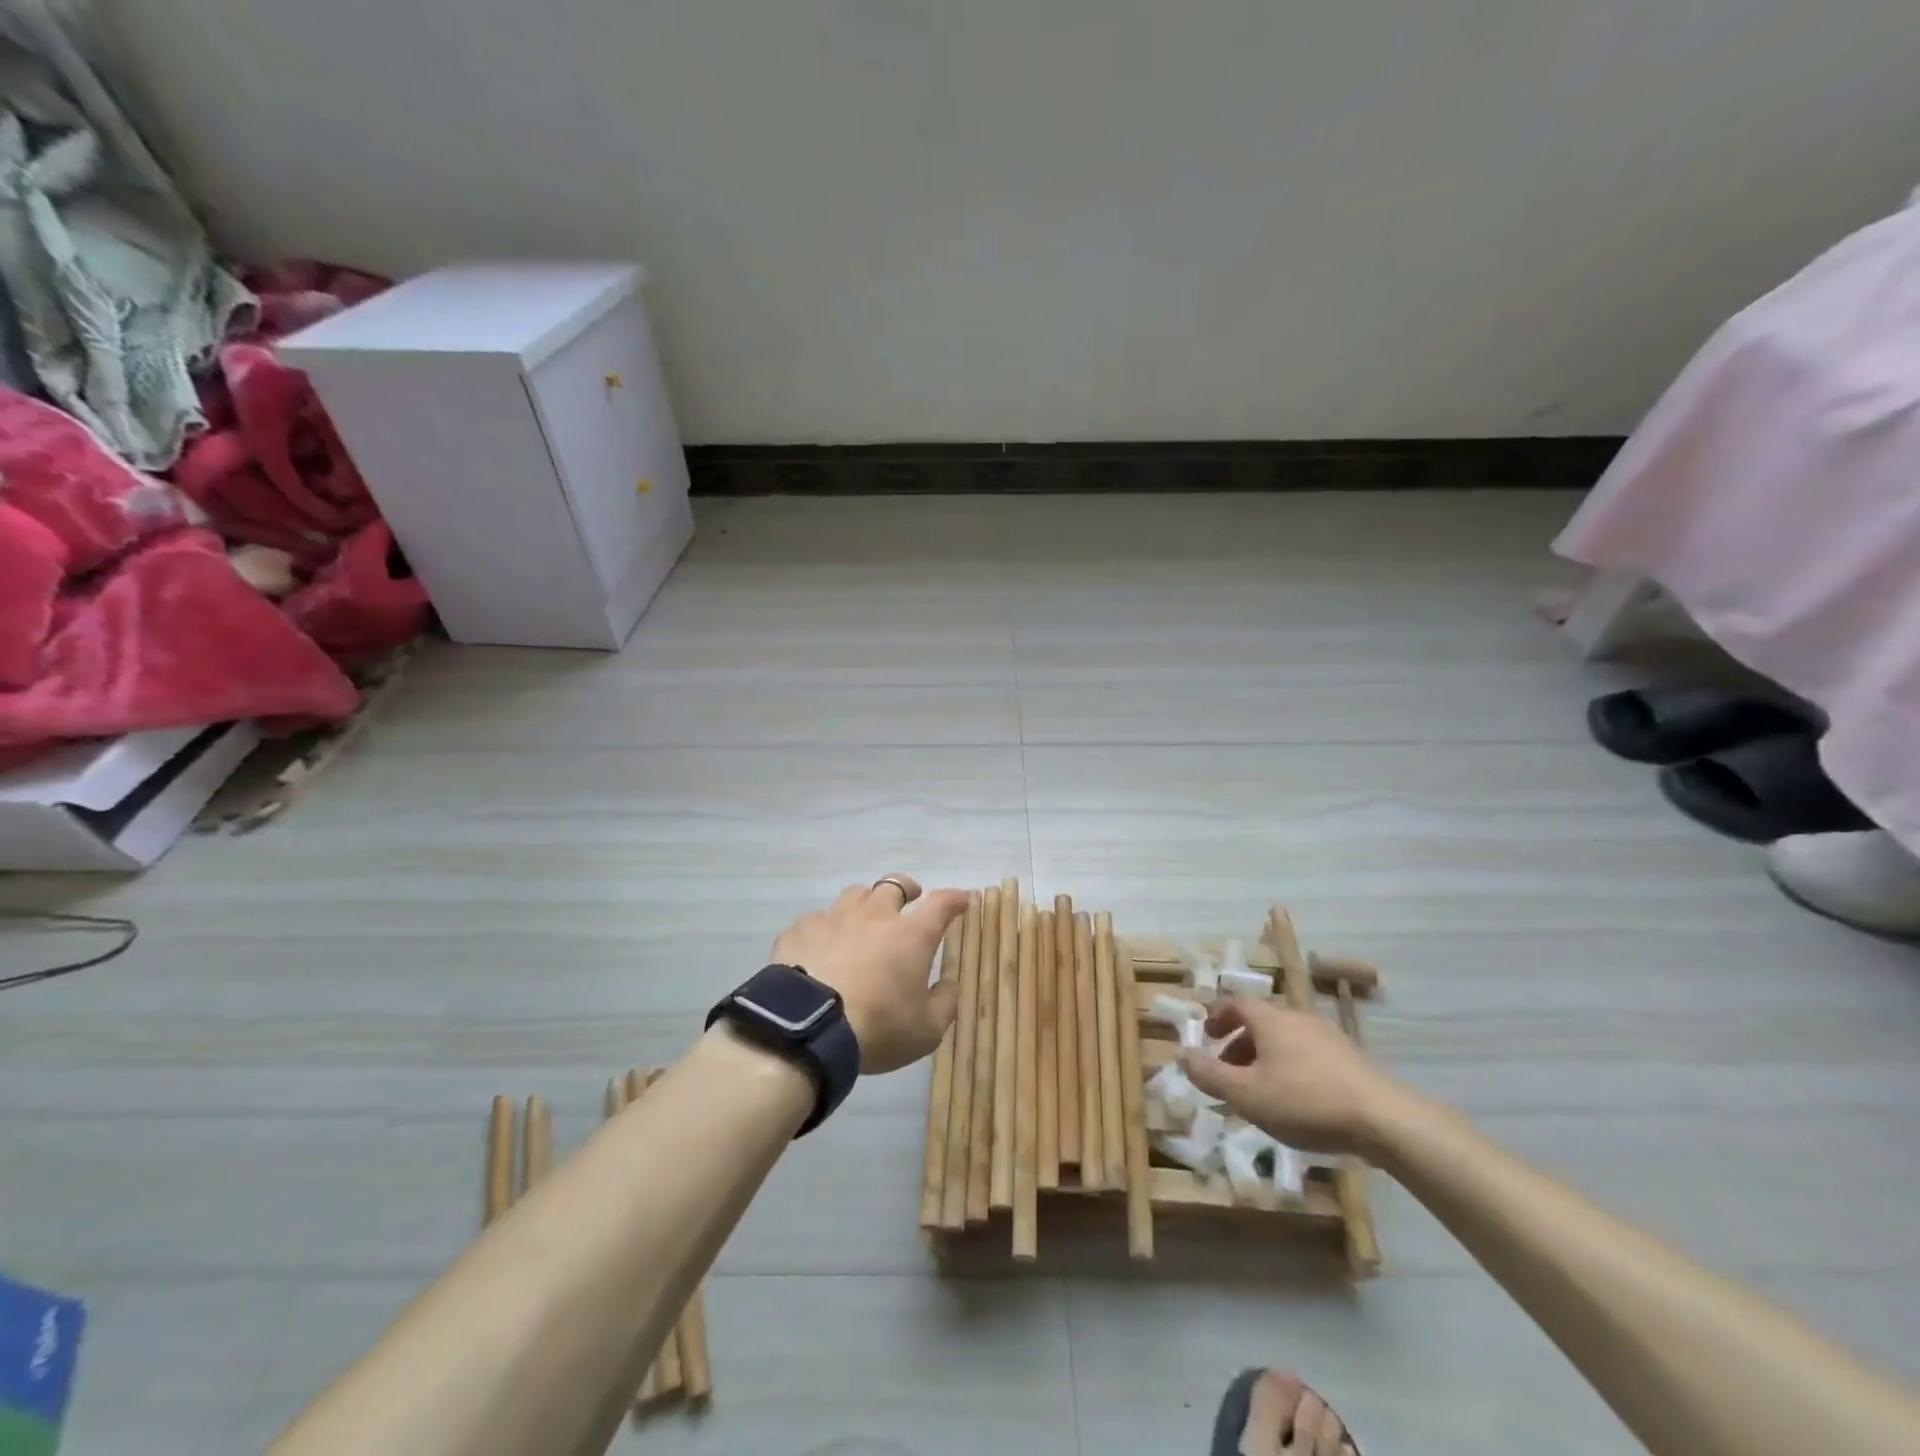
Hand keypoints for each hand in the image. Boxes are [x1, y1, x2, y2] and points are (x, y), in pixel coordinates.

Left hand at [771, 876, 968, 1074]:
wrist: (807, 1028)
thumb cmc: (877, 1027)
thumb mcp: (926, 1030)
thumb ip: (945, 1003)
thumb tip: (950, 984)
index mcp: (911, 934)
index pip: (941, 903)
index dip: (954, 898)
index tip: (962, 899)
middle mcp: (875, 915)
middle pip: (893, 885)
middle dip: (906, 888)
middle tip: (910, 898)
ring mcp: (834, 918)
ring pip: (854, 894)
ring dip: (865, 902)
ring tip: (864, 918)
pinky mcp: (801, 931)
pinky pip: (817, 919)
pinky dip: (826, 928)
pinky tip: (822, 945)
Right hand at [1180, 996, 1407, 1156]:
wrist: (1384, 1118)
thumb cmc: (1305, 1101)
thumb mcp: (1247, 1094)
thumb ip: (1210, 1075)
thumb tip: (1181, 1054)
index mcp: (1269, 1018)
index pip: (1235, 1002)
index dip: (1217, 1016)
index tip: (1206, 1036)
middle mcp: (1296, 1017)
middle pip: (1260, 1020)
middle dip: (1238, 1042)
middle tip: (1227, 1070)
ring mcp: (1327, 1036)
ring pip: (1284, 1038)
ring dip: (1264, 1056)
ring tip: (1259, 1089)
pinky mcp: (1349, 1058)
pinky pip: (1307, 1053)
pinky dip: (1290, 1066)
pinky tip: (1295, 1100)